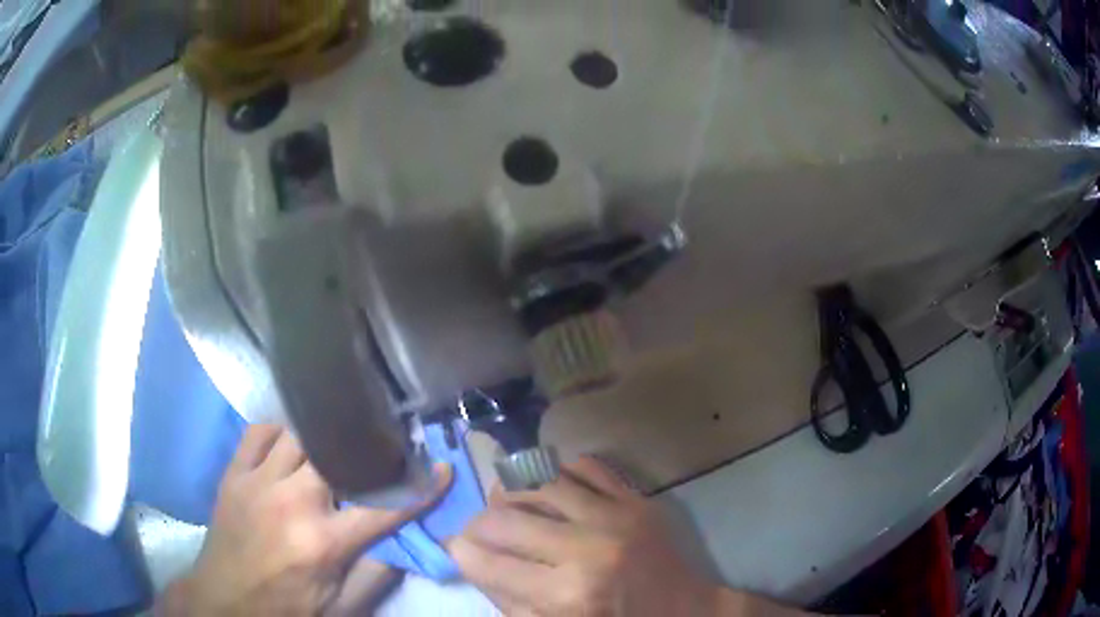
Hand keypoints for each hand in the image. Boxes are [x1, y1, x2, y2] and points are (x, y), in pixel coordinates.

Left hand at [158, 424, 451, 616]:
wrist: (225, 601)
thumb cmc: (286, 608)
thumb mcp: (340, 607)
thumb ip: (375, 576)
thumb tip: (404, 544)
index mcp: (323, 542)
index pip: (382, 506)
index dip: (418, 487)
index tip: (440, 467)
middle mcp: (292, 502)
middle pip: (337, 454)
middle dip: (366, 445)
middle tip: (382, 442)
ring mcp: (258, 482)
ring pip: (298, 434)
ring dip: (322, 436)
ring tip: (336, 439)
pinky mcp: (234, 474)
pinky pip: (259, 432)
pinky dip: (279, 430)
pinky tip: (290, 441)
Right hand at [450, 456, 720, 615]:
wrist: (686, 610)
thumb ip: (508, 600)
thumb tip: (472, 560)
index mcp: (567, 595)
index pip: (488, 562)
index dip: (462, 552)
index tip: (458, 548)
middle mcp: (587, 549)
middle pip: (503, 518)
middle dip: (477, 524)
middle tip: (478, 532)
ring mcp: (616, 517)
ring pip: (538, 481)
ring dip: (510, 492)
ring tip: (506, 505)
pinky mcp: (636, 499)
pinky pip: (583, 465)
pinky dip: (556, 473)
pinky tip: (550, 490)